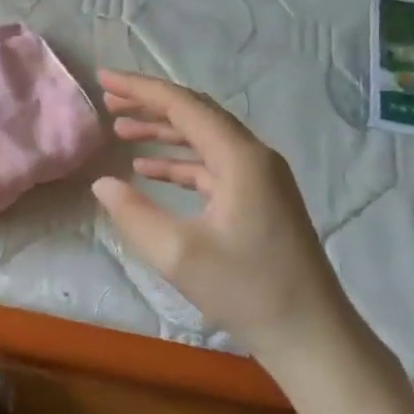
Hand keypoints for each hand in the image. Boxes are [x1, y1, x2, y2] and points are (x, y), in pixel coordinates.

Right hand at [91, 70, 355, 372]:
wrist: (310, 335)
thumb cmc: (246, 290)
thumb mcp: (178, 254)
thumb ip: (133, 213)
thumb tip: (103, 183)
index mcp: (240, 158)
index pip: (184, 106)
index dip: (141, 89)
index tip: (103, 78)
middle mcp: (254, 157)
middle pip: (196, 115)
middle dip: (150, 104)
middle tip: (108, 99)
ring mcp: (260, 179)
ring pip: (204, 139)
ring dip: (162, 132)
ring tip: (120, 129)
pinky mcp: (259, 200)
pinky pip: (212, 166)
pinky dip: (179, 162)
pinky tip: (148, 170)